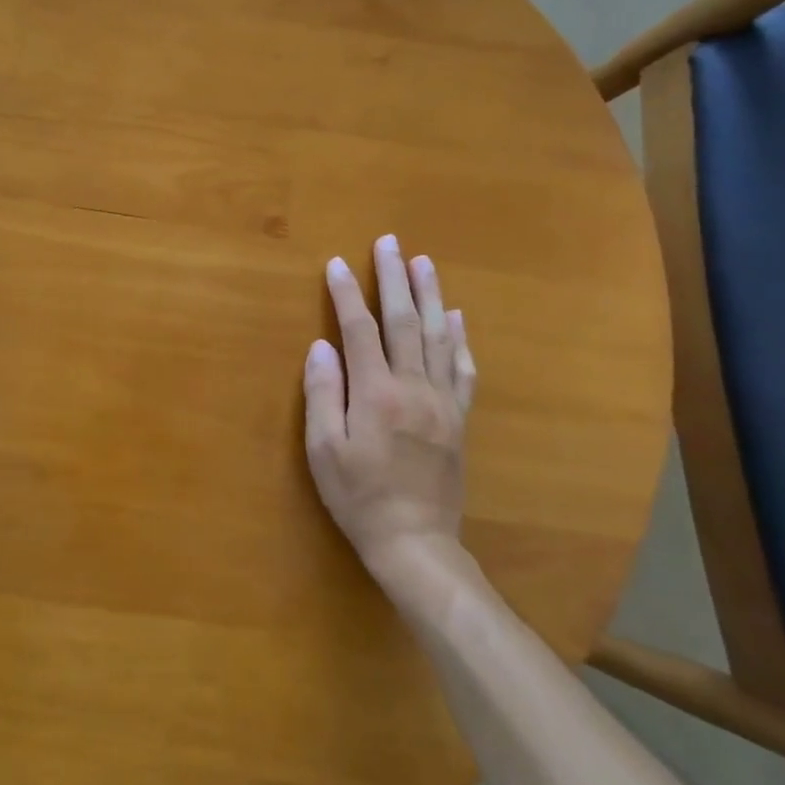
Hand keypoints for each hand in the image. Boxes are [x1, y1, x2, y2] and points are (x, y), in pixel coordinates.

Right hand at [303, 235, 477, 583]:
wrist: (416, 542)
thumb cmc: (359, 497)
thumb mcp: (324, 451)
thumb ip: (322, 395)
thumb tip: (322, 346)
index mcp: (376, 393)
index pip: (359, 330)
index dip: (347, 294)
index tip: (338, 263)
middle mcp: (413, 387)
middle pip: (404, 321)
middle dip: (394, 278)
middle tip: (389, 242)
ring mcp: (441, 401)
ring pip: (437, 336)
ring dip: (430, 295)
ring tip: (423, 262)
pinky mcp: (458, 418)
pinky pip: (462, 369)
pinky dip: (459, 338)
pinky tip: (456, 317)